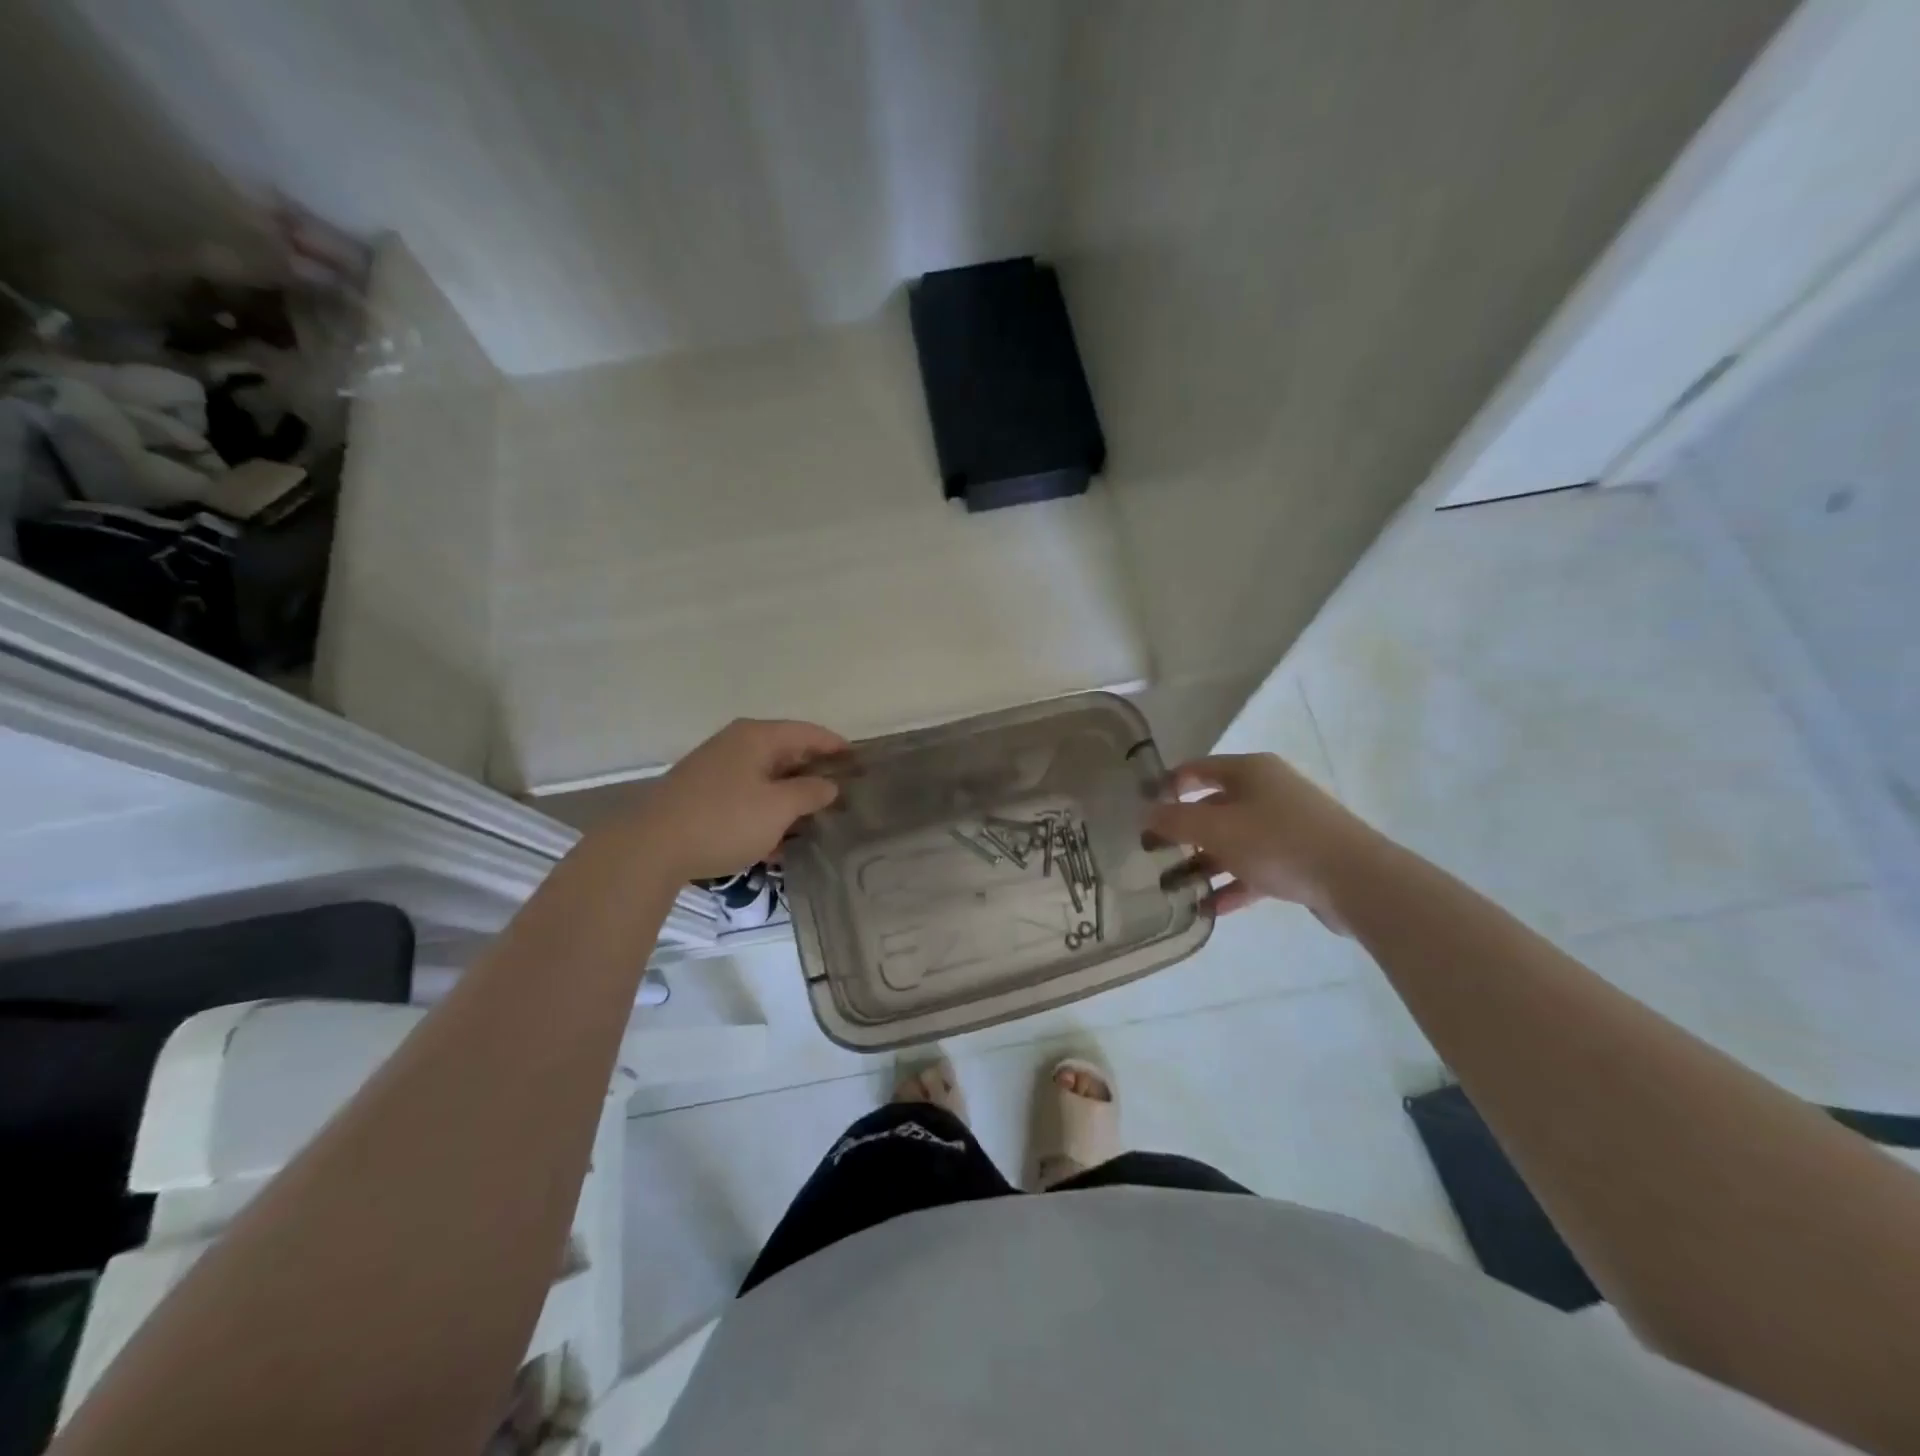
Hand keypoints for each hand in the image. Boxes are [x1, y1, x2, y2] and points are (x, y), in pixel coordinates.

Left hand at [608, 718, 848, 881]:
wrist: (650, 847)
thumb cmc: (724, 820)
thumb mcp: (778, 808)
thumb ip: (810, 793)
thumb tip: (829, 785)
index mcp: (757, 737)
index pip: (808, 732)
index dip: (835, 745)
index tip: (859, 761)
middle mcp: (736, 744)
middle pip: (786, 752)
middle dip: (813, 773)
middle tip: (841, 793)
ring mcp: (715, 769)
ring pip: (765, 778)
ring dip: (789, 798)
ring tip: (814, 821)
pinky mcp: (701, 794)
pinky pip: (745, 797)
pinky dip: (764, 812)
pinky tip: (775, 842)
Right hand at [1145, 753, 1379, 927]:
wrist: (1356, 880)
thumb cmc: (1278, 842)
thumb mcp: (1217, 829)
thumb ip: (1175, 821)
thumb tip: (1145, 813)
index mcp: (1249, 771)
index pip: (1196, 770)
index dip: (1167, 787)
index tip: (1141, 811)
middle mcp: (1267, 791)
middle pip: (1213, 807)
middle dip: (1182, 832)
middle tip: (1151, 853)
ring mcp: (1285, 826)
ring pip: (1232, 842)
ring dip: (1203, 863)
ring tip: (1173, 887)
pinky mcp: (1298, 859)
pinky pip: (1254, 869)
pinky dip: (1231, 885)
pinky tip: (1208, 908)